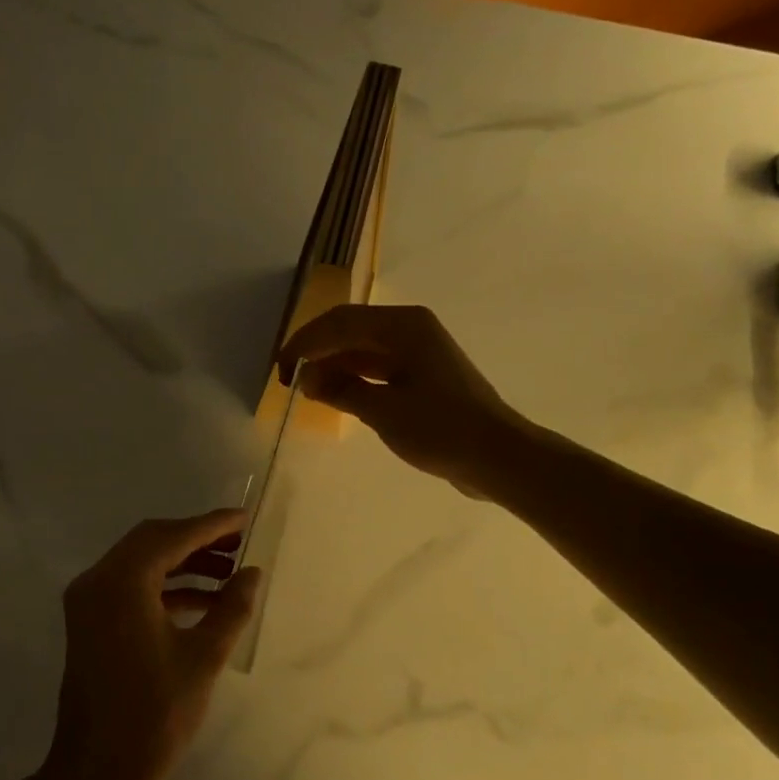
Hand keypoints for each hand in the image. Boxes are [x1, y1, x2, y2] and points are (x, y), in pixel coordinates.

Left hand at [42, 509, 262, 779]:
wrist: (97, 771)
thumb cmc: (154, 714)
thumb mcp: (203, 657)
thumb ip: (231, 608)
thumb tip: (252, 573)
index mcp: (121, 582)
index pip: (172, 536)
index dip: (212, 525)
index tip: (245, 518)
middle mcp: (97, 581)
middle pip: (152, 541)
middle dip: (197, 540)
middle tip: (240, 543)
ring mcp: (89, 602)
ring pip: (142, 564)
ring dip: (184, 564)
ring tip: (230, 573)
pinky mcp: (91, 623)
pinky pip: (131, 589)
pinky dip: (166, 588)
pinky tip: (204, 602)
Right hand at [279, 304, 526, 495]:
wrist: (498, 456)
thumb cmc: (441, 429)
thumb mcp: (384, 411)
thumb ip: (341, 390)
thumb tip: (308, 379)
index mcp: (403, 326)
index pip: (339, 322)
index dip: (304, 344)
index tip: (281, 372)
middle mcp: (410, 329)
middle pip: (349, 329)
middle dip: (316, 351)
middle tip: (288, 380)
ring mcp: (418, 351)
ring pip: (362, 348)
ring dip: (333, 365)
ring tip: (307, 391)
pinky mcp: (423, 375)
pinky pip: (378, 367)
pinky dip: (354, 378)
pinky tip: (335, 395)